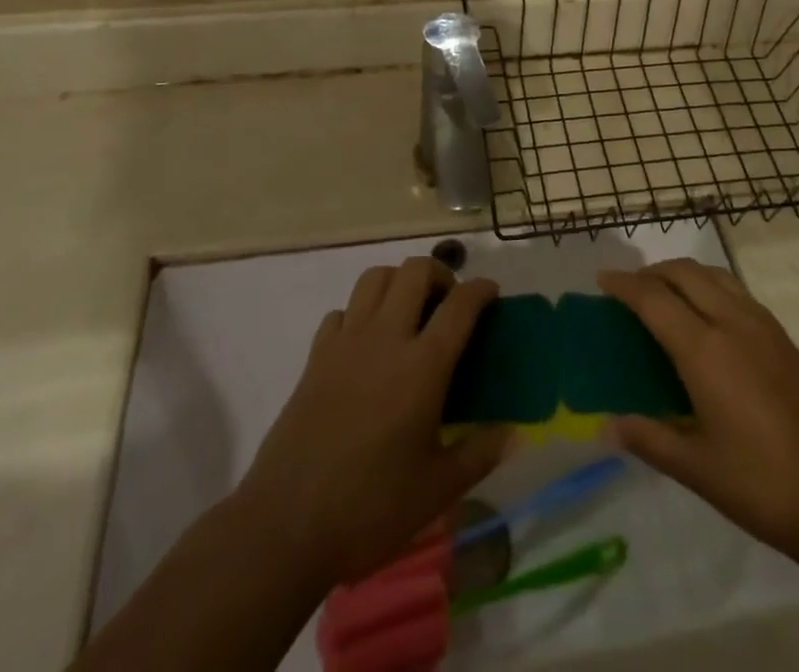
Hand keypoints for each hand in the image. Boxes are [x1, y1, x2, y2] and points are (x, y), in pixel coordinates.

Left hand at [233, 258, 512, 588]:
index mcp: (422, 366)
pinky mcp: (316, 357)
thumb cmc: (370, 508)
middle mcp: (385, 339)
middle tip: (449, 303)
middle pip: (415, 271)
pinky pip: (343, 311)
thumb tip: (513, 433)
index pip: (460, 305)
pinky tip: (367, 344)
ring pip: (375, 278)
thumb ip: (480, 453)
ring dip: (399, 282)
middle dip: (440, 273)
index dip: (481, 289)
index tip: (491, 292)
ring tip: (410, 313)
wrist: (285, 526)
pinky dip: (361, 313)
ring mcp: (346, 343)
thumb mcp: (437, 490)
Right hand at [598, 260, 798, 570]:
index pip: (654, 299)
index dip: (624, 285)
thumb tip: (607, 425)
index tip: (602, 280)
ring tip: (665, 296)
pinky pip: (736, 291)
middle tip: (629, 290)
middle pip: (685, 273)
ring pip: (714, 275)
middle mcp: (733, 323)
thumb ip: (649, 439)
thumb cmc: (763, 486)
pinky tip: (708, 318)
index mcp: (706, 350)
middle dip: (653, 272)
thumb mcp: (697, 469)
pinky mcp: (785, 338)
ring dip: (683, 274)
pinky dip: (710, 287)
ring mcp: (764, 326)